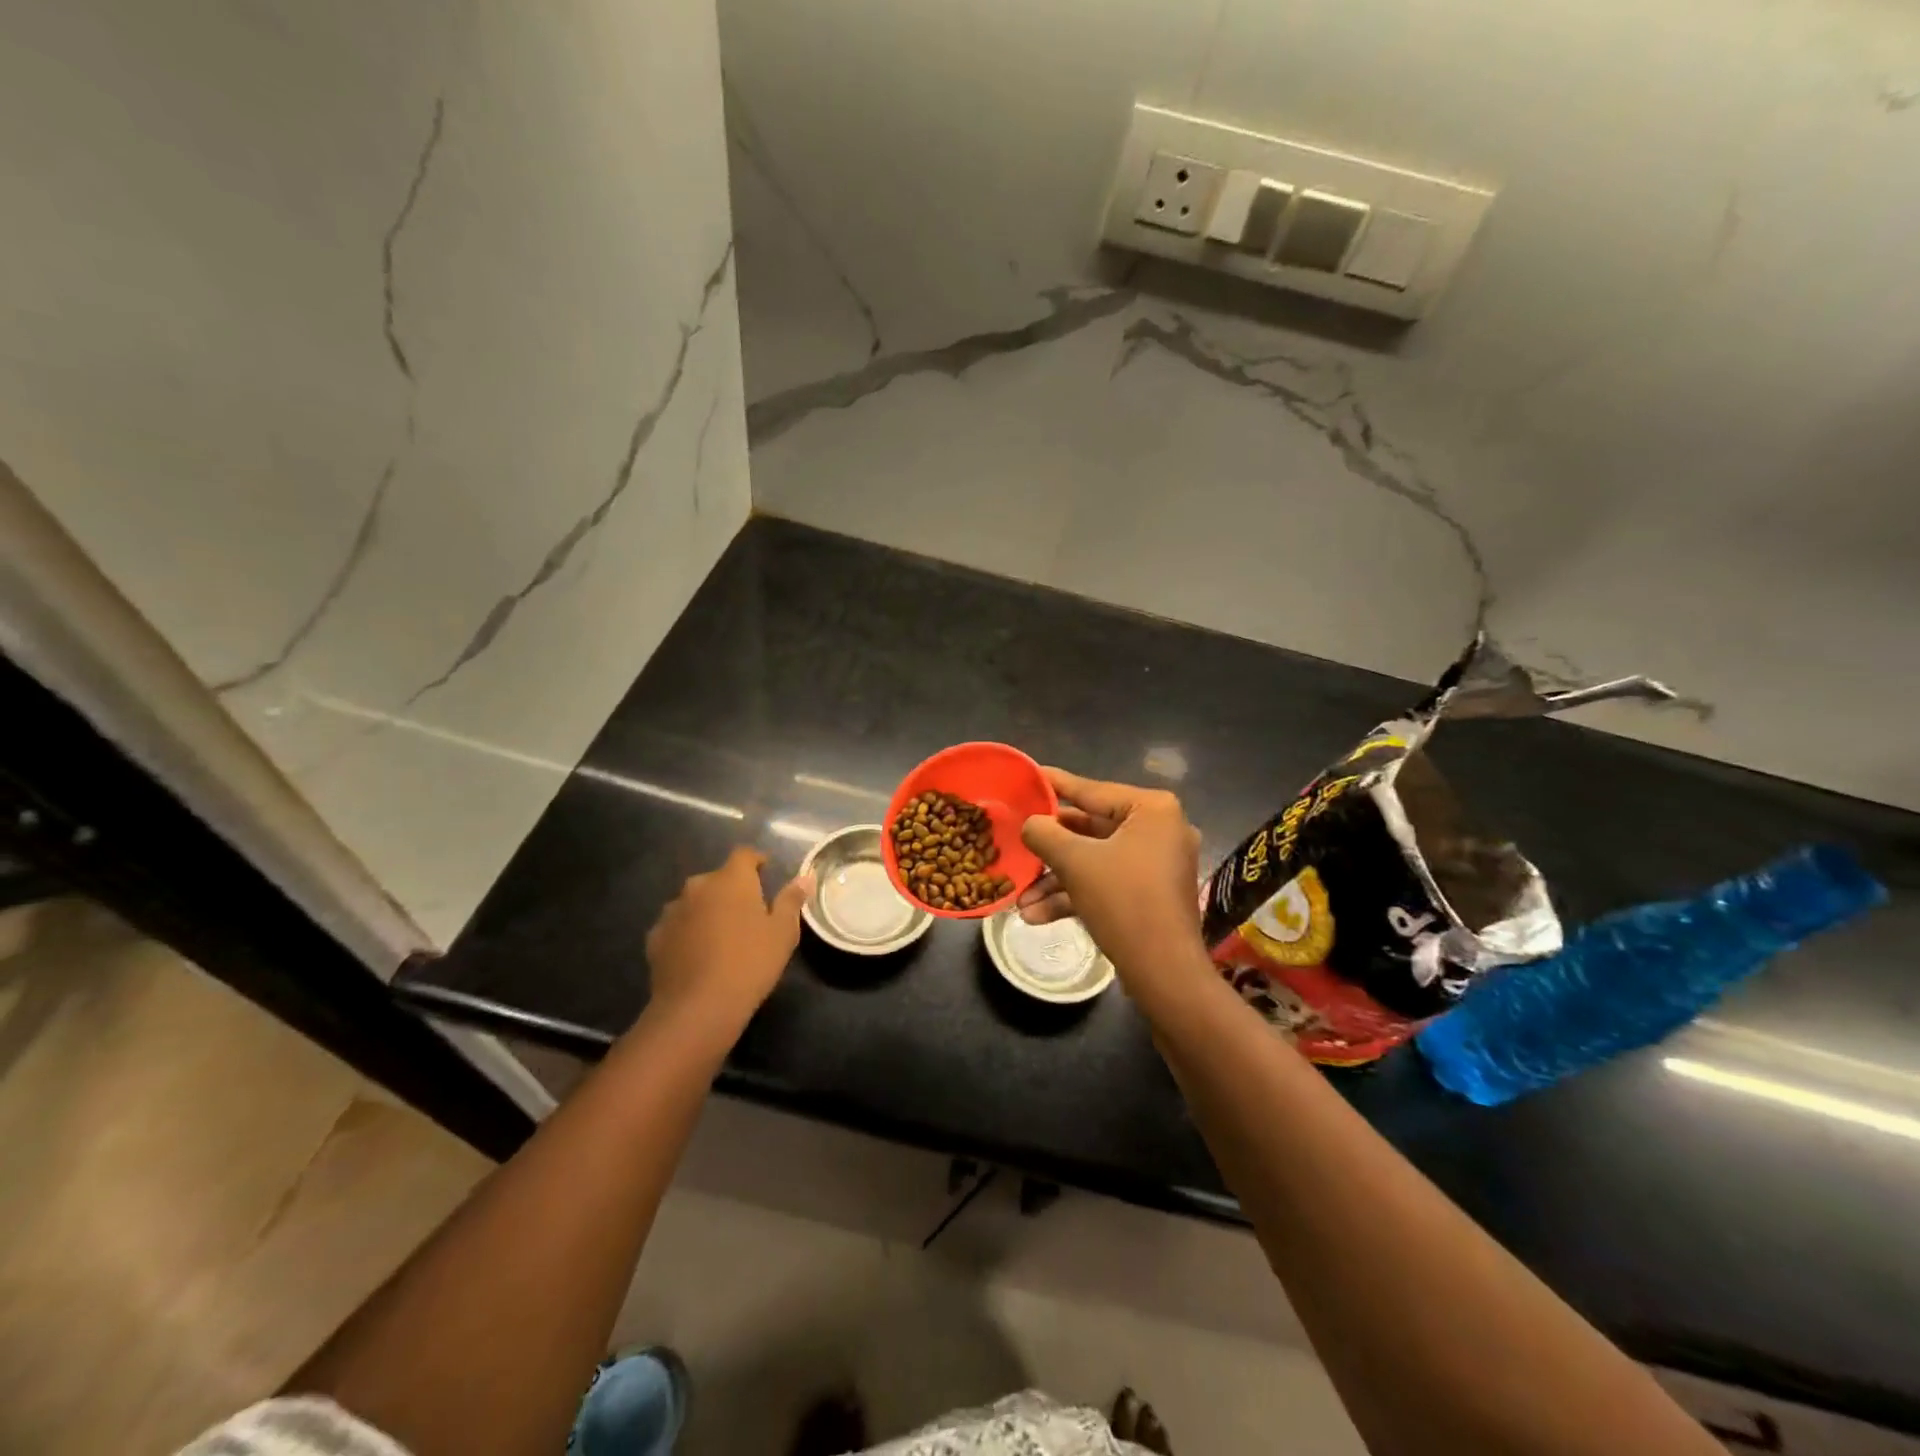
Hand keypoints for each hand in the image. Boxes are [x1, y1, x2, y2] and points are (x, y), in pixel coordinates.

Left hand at [645, 847, 811, 1033]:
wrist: (697, 1007)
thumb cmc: (750, 963)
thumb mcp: (783, 932)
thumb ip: (792, 900)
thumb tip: (805, 876)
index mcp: (732, 879)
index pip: (744, 855)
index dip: (756, 862)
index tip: (766, 874)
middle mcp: (698, 886)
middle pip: (718, 879)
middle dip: (731, 890)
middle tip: (748, 914)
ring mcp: (672, 911)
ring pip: (695, 902)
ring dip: (707, 911)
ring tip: (721, 937)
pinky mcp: (655, 937)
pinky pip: (676, 926)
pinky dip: (687, 933)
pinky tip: (697, 955)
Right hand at [1018, 768, 1206, 983]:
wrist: (1164, 973)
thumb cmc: (1123, 901)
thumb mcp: (1075, 862)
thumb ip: (1045, 833)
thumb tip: (1030, 823)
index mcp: (1151, 809)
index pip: (1091, 790)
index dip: (1054, 785)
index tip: (1027, 776)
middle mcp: (1159, 829)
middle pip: (1090, 828)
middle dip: (1049, 848)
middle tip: (1015, 840)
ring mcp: (1156, 863)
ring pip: (1094, 860)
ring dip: (1056, 879)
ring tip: (1020, 898)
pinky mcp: (1149, 893)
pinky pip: (1105, 882)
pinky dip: (1075, 895)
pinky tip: (1036, 915)